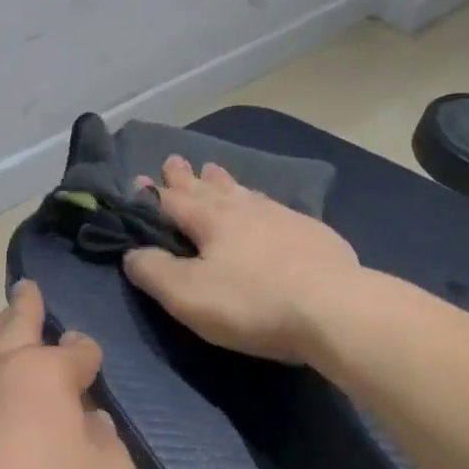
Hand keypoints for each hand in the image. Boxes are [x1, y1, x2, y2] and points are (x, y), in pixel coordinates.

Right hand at [123, 157, 360, 364]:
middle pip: (208, 188)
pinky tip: (266, 206)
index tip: (139, 180)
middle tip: (175, 160)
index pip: (173, 200)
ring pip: (243, 192)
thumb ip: (154, 272)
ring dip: (224, 182)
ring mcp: (282, 217)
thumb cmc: (252, 302)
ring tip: (215, 170)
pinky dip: (259, 201)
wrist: (336, 308)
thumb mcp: (188, 295)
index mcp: (211, 220)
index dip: (152, 194)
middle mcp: (244, 208)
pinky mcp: (312, 233)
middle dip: (187, 177)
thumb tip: (132, 252)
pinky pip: (274, 207)